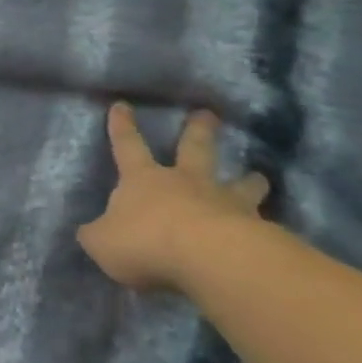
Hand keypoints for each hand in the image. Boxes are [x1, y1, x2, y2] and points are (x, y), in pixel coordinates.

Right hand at [77, 104, 270, 291]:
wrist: (206, 257)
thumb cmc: (145, 242)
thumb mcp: (102, 242)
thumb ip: (97, 236)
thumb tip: (90, 232)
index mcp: (143, 180)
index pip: (128, 146)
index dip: (122, 126)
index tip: (122, 105)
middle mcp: (185, 182)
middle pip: (193, 149)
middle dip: (197, 130)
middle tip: (207, 114)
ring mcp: (224, 202)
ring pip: (239, 183)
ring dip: (248, 180)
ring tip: (259, 176)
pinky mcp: (254, 229)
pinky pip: (260, 223)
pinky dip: (263, 225)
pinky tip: (271, 232)